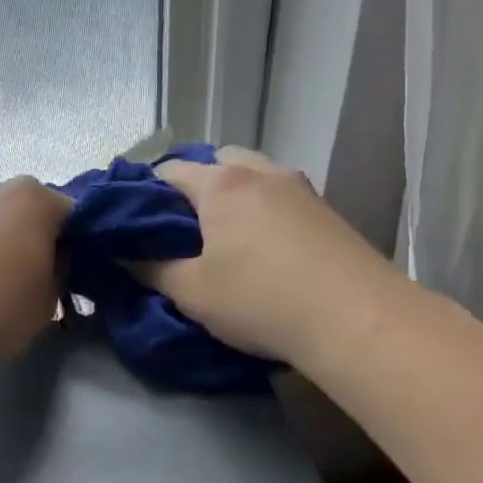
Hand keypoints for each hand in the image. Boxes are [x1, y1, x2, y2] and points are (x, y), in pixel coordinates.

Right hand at [140, 147, 398, 362]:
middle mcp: (261, 173)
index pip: (170, 170)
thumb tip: (125, 256)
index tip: (136, 222)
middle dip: (194, 186)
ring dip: (233, 195)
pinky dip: (263, 209)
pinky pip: (280, 196)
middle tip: (182, 228)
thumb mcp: (192, 292)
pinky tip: (262, 246)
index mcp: (222, 184)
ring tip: (222, 236)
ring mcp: (300, 188)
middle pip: (217, 161)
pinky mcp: (328, 211)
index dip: (146, 191)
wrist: (358, 320)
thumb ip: (151, 270)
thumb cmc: (260, 300)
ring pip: (254, 174)